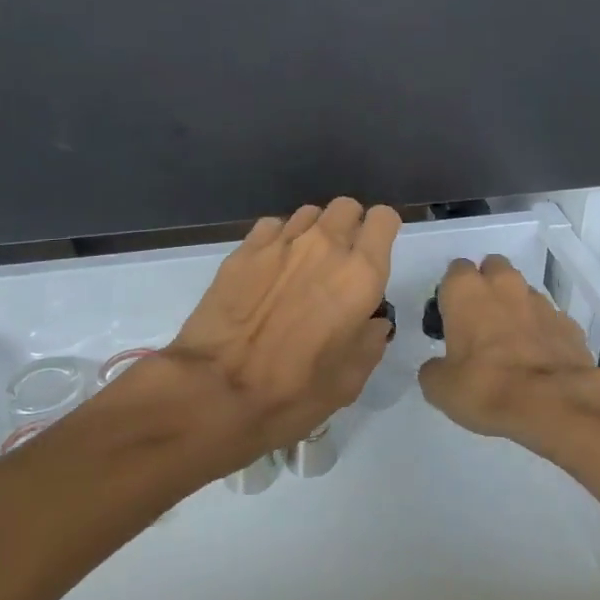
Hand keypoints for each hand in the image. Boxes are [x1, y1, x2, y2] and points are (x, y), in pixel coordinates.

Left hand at [159, 198, 400, 473]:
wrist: (215, 391)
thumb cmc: (292, 393)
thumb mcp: (349, 381)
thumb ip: (370, 341)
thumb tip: (372, 321)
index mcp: (360, 275)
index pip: (384, 219)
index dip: (382, 233)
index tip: (374, 256)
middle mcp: (324, 246)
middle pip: (346, 207)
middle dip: (349, 227)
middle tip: (339, 263)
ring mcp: (281, 242)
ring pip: (309, 214)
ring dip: (313, 233)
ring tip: (301, 268)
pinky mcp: (244, 249)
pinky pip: (272, 227)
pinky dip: (278, 241)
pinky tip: (269, 271)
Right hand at [418, 254, 599, 452]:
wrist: (555, 404)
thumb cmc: (486, 387)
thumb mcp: (440, 387)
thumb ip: (434, 369)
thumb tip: (438, 367)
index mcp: (466, 290)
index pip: (455, 270)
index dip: (453, 292)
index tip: (451, 317)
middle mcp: (504, 285)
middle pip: (493, 268)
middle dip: (488, 286)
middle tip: (481, 322)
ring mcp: (541, 302)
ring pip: (523, 292)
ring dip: (515, 308)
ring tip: (511, 344)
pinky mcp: (569, 323)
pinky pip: (549, 319)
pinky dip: (542, 332)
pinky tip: (538, 359)